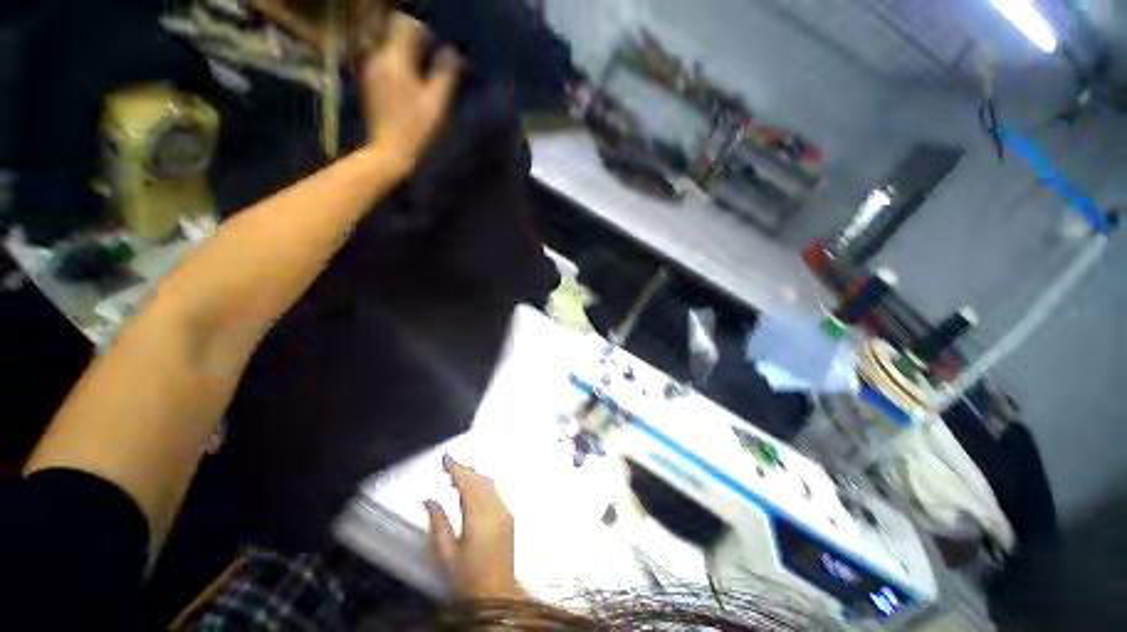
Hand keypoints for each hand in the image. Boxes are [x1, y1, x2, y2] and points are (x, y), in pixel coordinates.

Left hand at [360, 13, 459, 174]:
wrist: (390, 155)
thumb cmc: (418, 131)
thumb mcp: (438, 103)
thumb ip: (447, 73)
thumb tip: (453, 52)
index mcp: (395, 58)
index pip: (408, 25)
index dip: (426, 35)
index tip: (437, 55)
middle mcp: (377, 58)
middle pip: (395, 33)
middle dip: (415, 44)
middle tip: (430, 66)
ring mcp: (369, 72)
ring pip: (388, 48)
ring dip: (406, 56)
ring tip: (420, 78)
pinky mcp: (368, 86)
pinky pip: (383, 64)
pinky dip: (397, 69)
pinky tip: (407, 89)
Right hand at [425, 454, 521, 600]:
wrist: (497, 593)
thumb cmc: (469, 579)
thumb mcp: (446, 554)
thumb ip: (437, 524)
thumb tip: (429, 501)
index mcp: (478, 518)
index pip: (466, 483)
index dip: (455, 468)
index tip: (447, 458)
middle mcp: (495, 510)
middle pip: (479, 480)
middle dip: (464, 469)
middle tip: (449, 465)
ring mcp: (505, 512)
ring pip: (489, 484)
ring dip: (474, 475)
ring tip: (458, 474)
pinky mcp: (509, 516)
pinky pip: (495, 492)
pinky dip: (483, 485)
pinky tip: (474, 487)